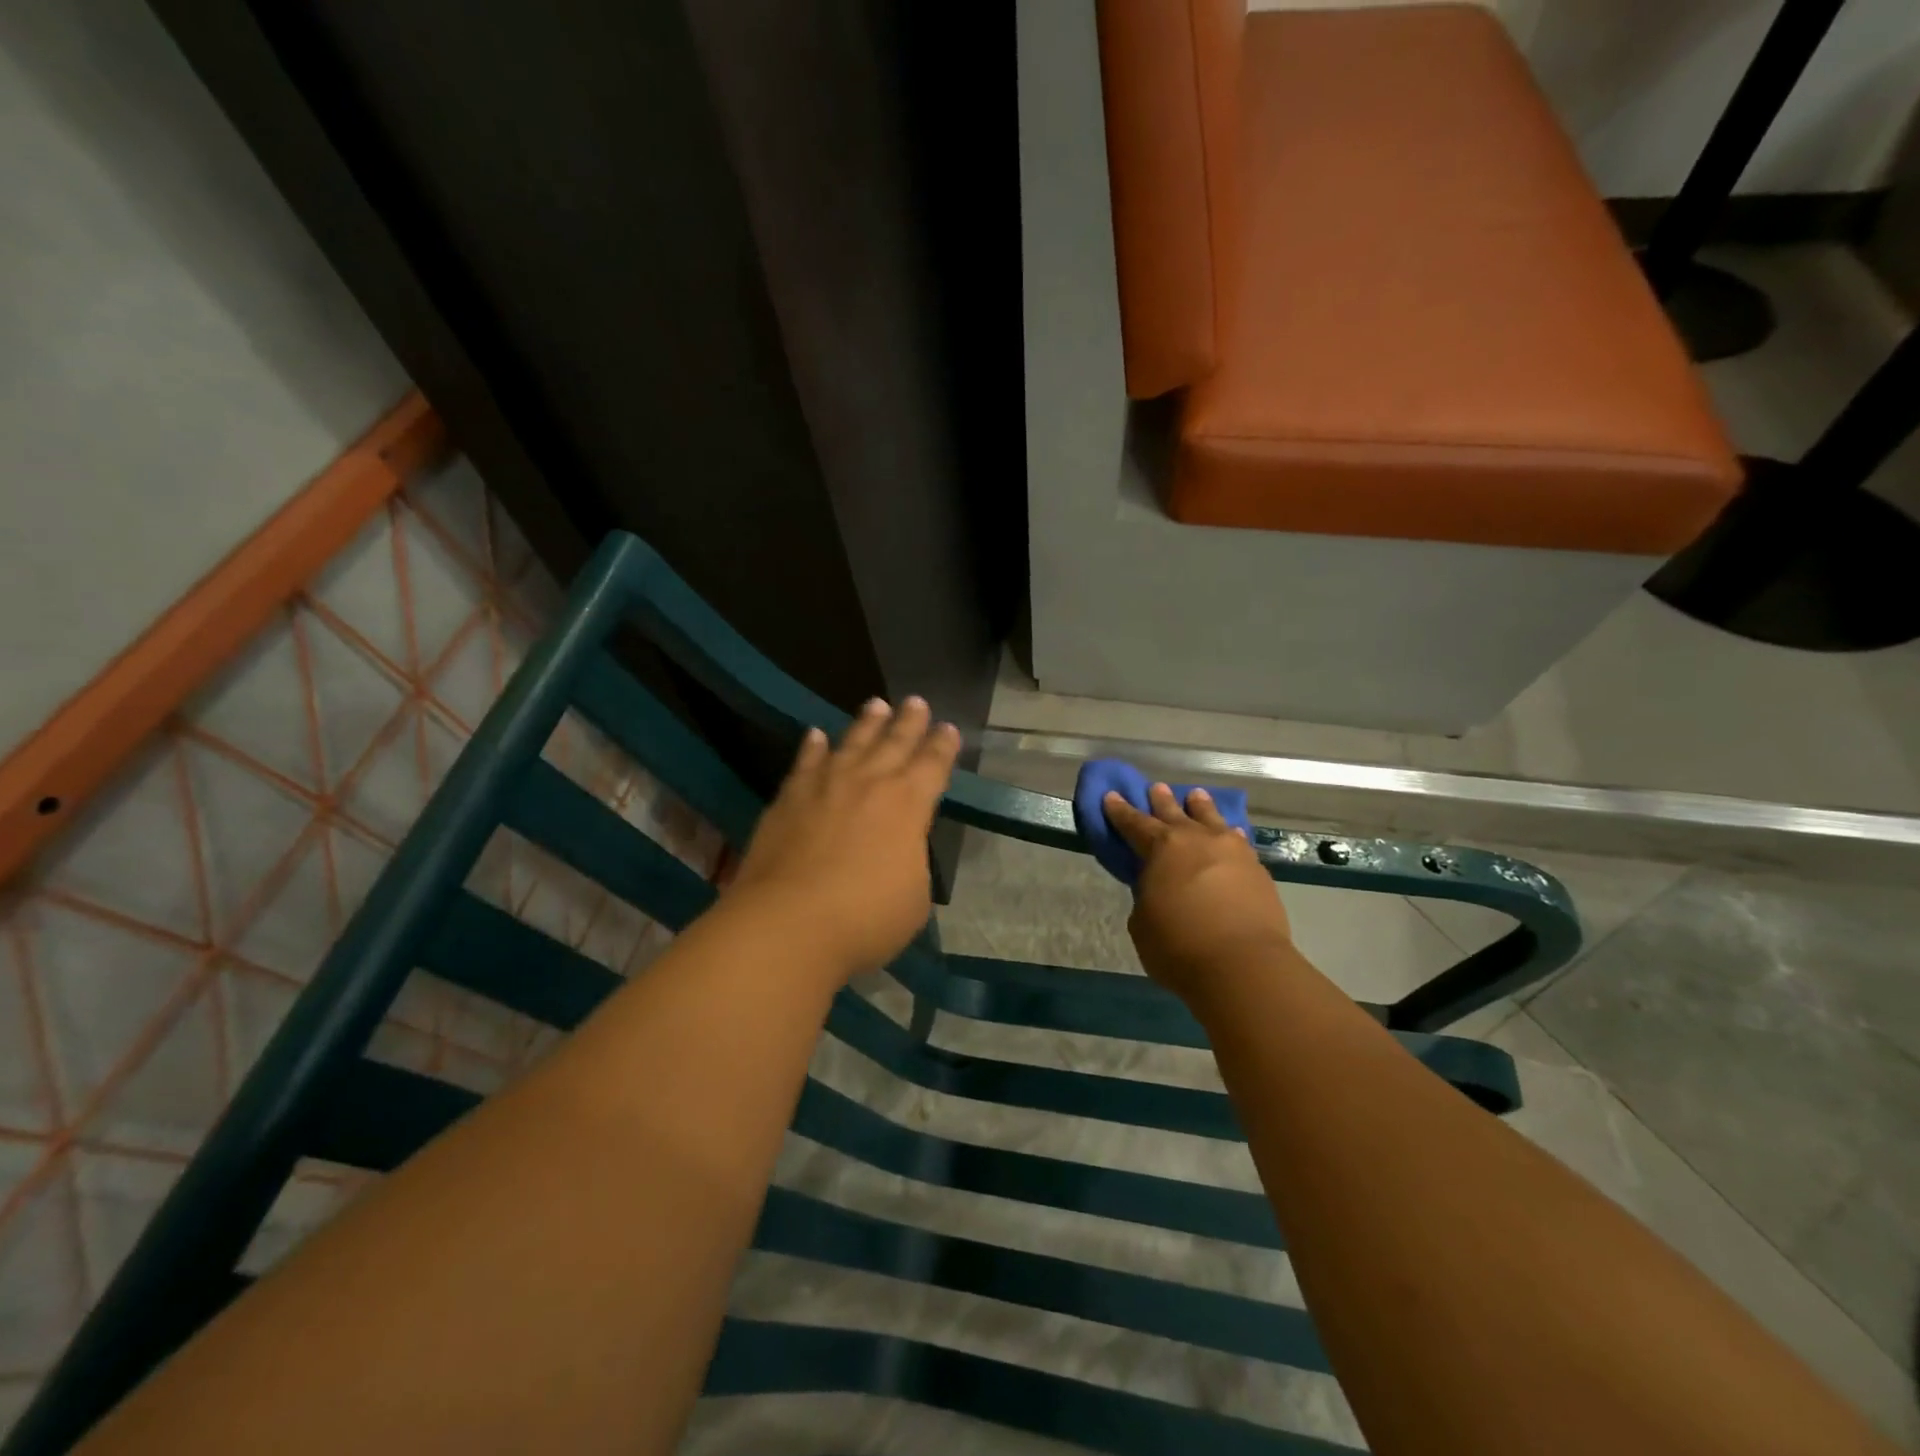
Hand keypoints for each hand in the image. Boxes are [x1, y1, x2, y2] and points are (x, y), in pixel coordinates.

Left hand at [727, 697, 960, 977]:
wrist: (788, 923)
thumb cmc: (865, 918)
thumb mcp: (914, 898)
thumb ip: (910, 864)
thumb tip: (898, 852)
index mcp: (909, 804)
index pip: (933, 765)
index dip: (943, 746)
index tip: (949, 729)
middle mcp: (870, 783)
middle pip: (894, 743)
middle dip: (909, 722)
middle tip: (916, 701)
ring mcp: (825, 786)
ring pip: (851, 743)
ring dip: (866, 723)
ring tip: (876, 705)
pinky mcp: (788, 799)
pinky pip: (805, 762)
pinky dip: (812, 747)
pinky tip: (815, 735)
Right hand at [1104, 783, 1294, 1004]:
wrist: (1243, 965)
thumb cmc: (1179, 946)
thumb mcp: (1143, 922)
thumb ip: (1147, 896)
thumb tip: (1158, 888)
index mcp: (1161, 848)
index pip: (1134, 823)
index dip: (1120, 810)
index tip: (1111, 795)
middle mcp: (1196, 840)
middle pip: (1174, 813)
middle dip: (1161, 801)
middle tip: (1156, 787)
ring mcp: (1231, 851)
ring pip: (1212, 818)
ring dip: (1200, 807)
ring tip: (1196, 796)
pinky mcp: (1257, 869)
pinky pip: (1238, 841)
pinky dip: (1229, 835)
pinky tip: (1231, 834)